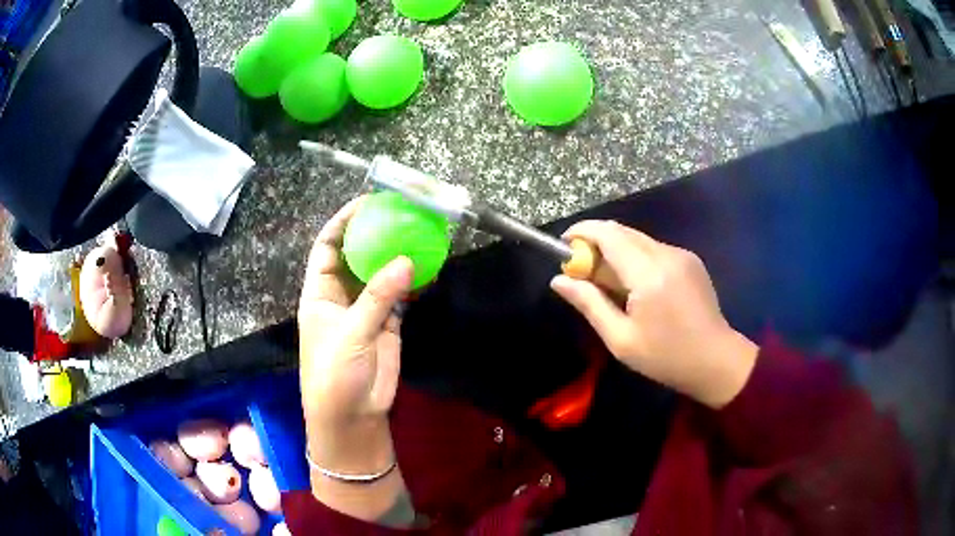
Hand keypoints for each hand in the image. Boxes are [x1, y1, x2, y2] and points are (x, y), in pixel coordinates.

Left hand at [299, 197, 413, 522]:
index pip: (327, 247)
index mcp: (320, 292)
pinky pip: (400, 295)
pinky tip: (429, 266)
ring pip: (381, 273)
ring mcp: (366, 309)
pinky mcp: (387, 324)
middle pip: (356, 254)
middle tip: (400, 211)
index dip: (343, 223)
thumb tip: (407, 261)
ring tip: (419, 232)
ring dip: (396, 254)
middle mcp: (341, 295)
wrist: (352, 416)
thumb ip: (377, 298)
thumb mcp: (351, 333)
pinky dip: (413, 281)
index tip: (367, 203)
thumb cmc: (335, 374)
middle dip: (374, 232)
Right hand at [551, 221, 757, 408]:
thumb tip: (559, 280)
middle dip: (596, 243)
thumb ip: (589, 304)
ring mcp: (682, 254)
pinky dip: (636, 258)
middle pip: (622, 231)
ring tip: (609, 285)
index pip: (608, 234)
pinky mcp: (690, 260)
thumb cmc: (666, 358)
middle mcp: (666, 254)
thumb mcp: (621, 339)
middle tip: (582, 271)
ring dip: (616, 252)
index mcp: (648, 274)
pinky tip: (636, 287)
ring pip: (638, 239)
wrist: (716, 361)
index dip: (582, 233)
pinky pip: (654, 249)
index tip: (564, 247)